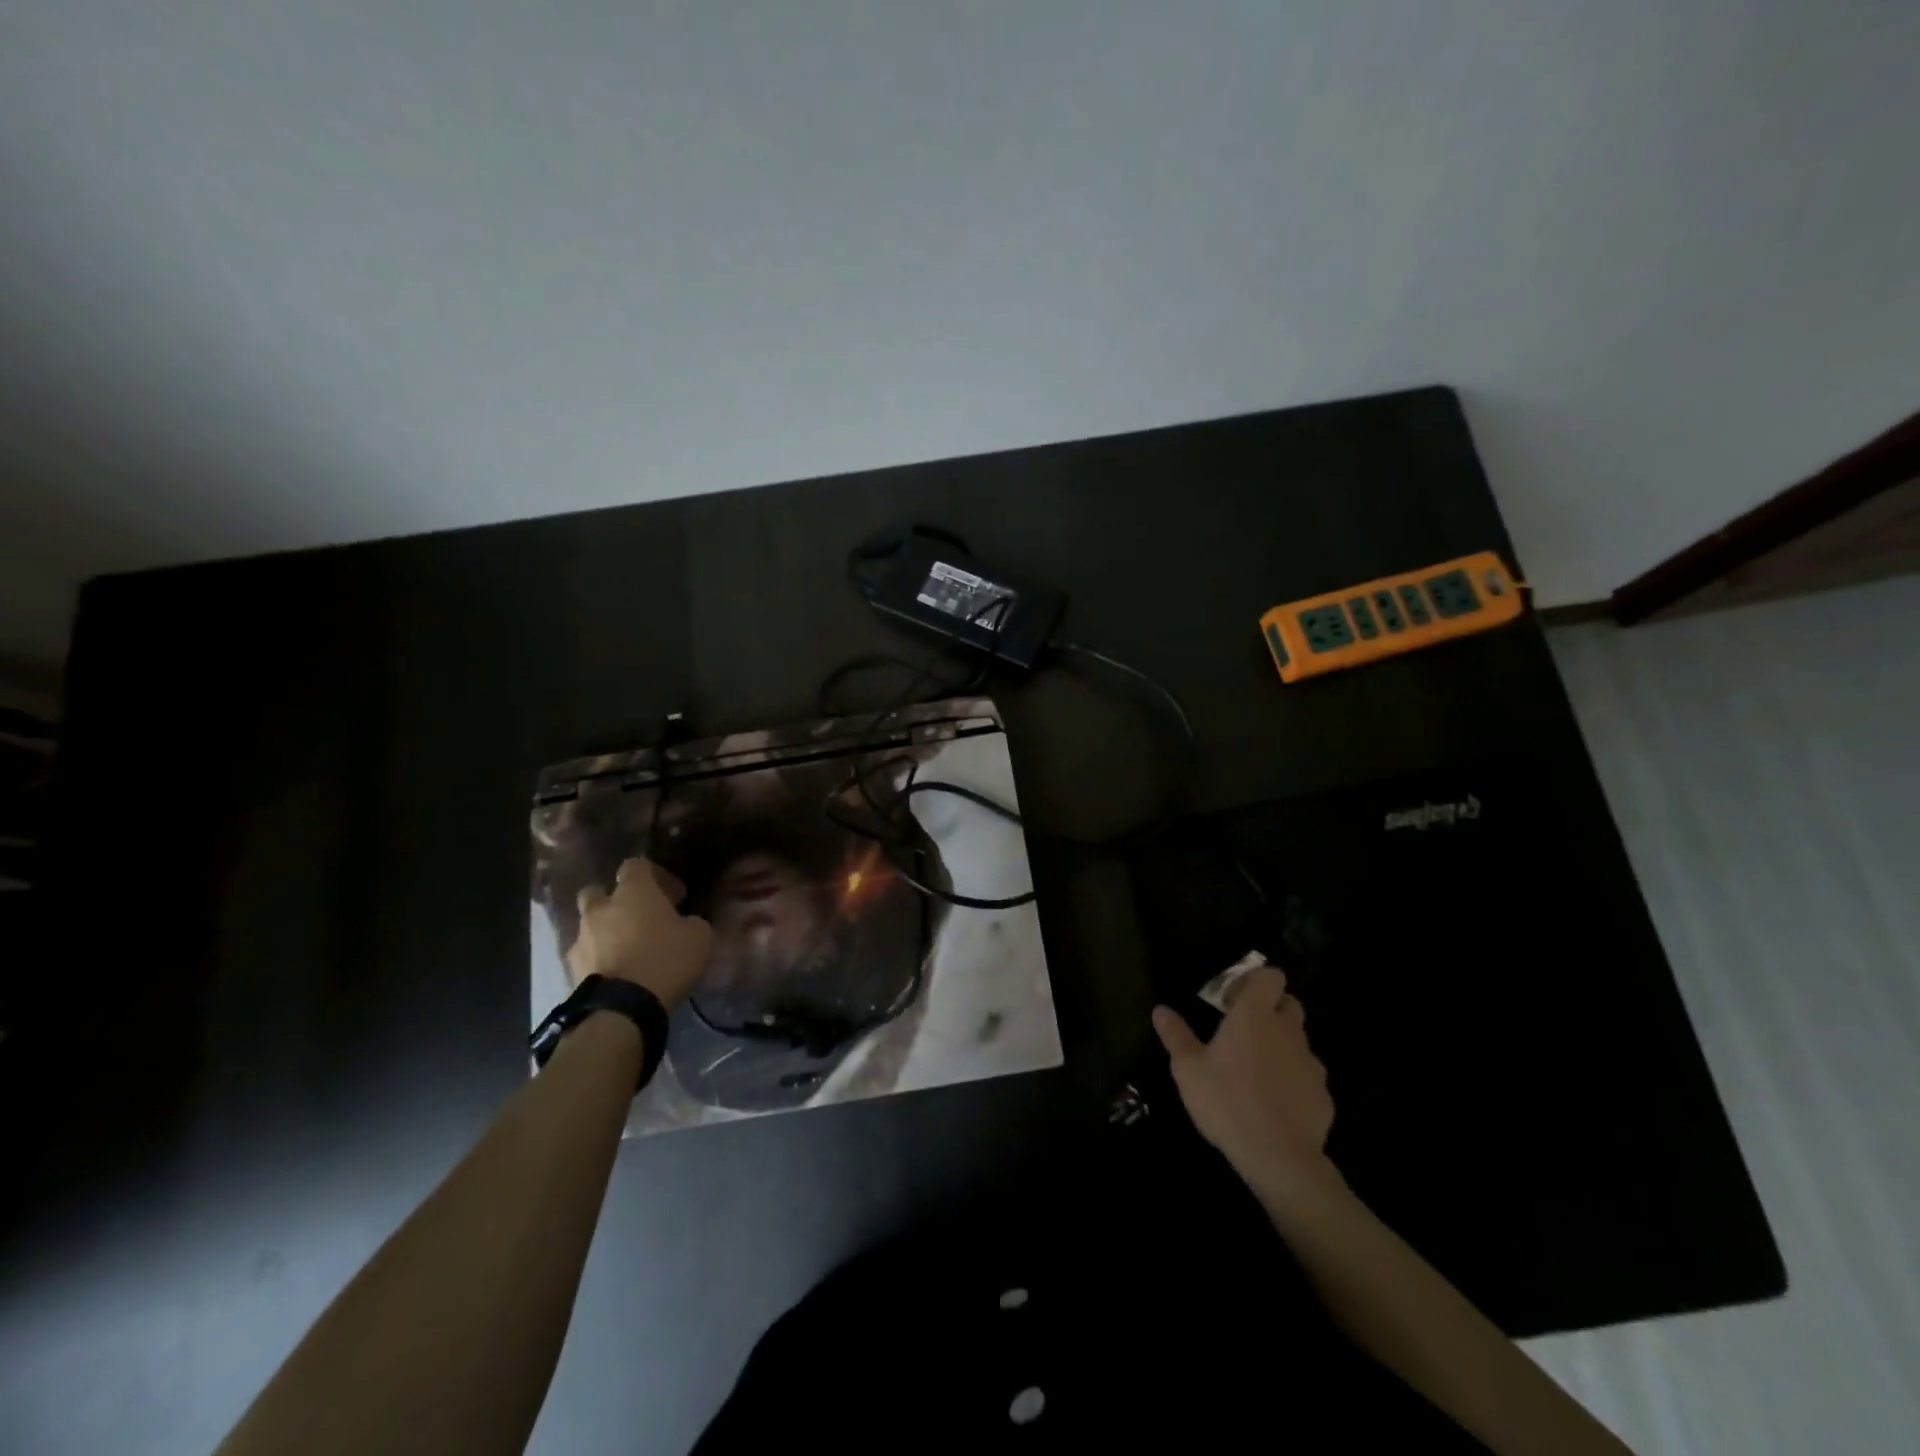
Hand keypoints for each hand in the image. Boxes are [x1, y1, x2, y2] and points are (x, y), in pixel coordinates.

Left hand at [567, 858, 712, 1009]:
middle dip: (616, 901)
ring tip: (627, 951)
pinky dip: (598, 959)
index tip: (675, 897)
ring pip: (589, 925)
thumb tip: (686, 923)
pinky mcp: (570, 968)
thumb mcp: (699, 937)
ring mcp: (581, 938)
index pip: (637, 864)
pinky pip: (586, 954)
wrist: (622, 1009)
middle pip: (599, 891)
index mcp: (633, 891)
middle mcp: (601, 907)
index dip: (656, 876)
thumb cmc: (665, 960)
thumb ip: (691, 922)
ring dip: (605, 931)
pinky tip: (618, 974)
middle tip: (639, 918)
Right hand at [1153, 965, 1337, 1206]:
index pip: (1271, 976)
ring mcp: (1310, 1064)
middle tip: (1243, 1031)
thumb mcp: (1188, 1069)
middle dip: (1270, 1009)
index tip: (1232, 1000)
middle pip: (1289, 1003)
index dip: (1254, 981)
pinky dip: (1292, 1081)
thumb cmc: (1227, 1102)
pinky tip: (1273, 1103)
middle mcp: (1287, 1032)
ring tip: (1255, 1071)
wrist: (1279, 1158)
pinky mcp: (1323, 1095)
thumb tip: (1160, 1010)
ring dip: (1280, 1046)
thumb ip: (1175, 1035)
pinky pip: (1307, 1076)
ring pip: (1298, 1041)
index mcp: (1255, 1016)